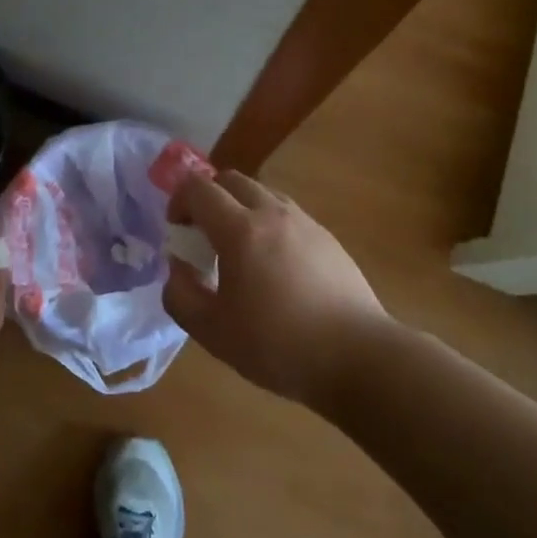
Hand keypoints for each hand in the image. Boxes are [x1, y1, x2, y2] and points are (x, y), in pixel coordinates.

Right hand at [163, 171, 388, 405]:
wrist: (358, 357)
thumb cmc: (279, 345)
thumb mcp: (213, 332)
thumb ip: (181, 295)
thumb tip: (178, 268)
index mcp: (240, 229)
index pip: (198, 188)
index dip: (179, 201)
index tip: (178, 232)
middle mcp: (272, 213)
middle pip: (230, 179)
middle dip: (208, 198)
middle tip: (203, 236)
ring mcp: (305, 222)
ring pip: (261, 193)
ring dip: (239, 209)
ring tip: (239, 252)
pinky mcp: (328, 237)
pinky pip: (286, 214)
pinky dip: (268, 224)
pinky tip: (274, 267)